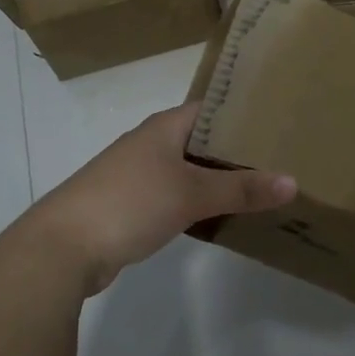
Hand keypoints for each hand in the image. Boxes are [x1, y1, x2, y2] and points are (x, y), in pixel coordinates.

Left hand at [12, 102, 295, 295]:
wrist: (61, 247)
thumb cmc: (130, 203)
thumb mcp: (192, 193)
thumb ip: (242, 188)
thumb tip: (293, 182)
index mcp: (164, 127)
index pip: (212, 108)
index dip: (243, 113)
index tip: (279, 122)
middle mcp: (150, 144)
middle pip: (202, 141)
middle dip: (236, 150)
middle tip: (280, 158)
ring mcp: (137, 175)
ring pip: (188, 170)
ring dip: (217, 179)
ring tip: (260, 187)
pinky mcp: (129, 206)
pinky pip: (174, 196)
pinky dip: (197, 202)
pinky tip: (220, 216)